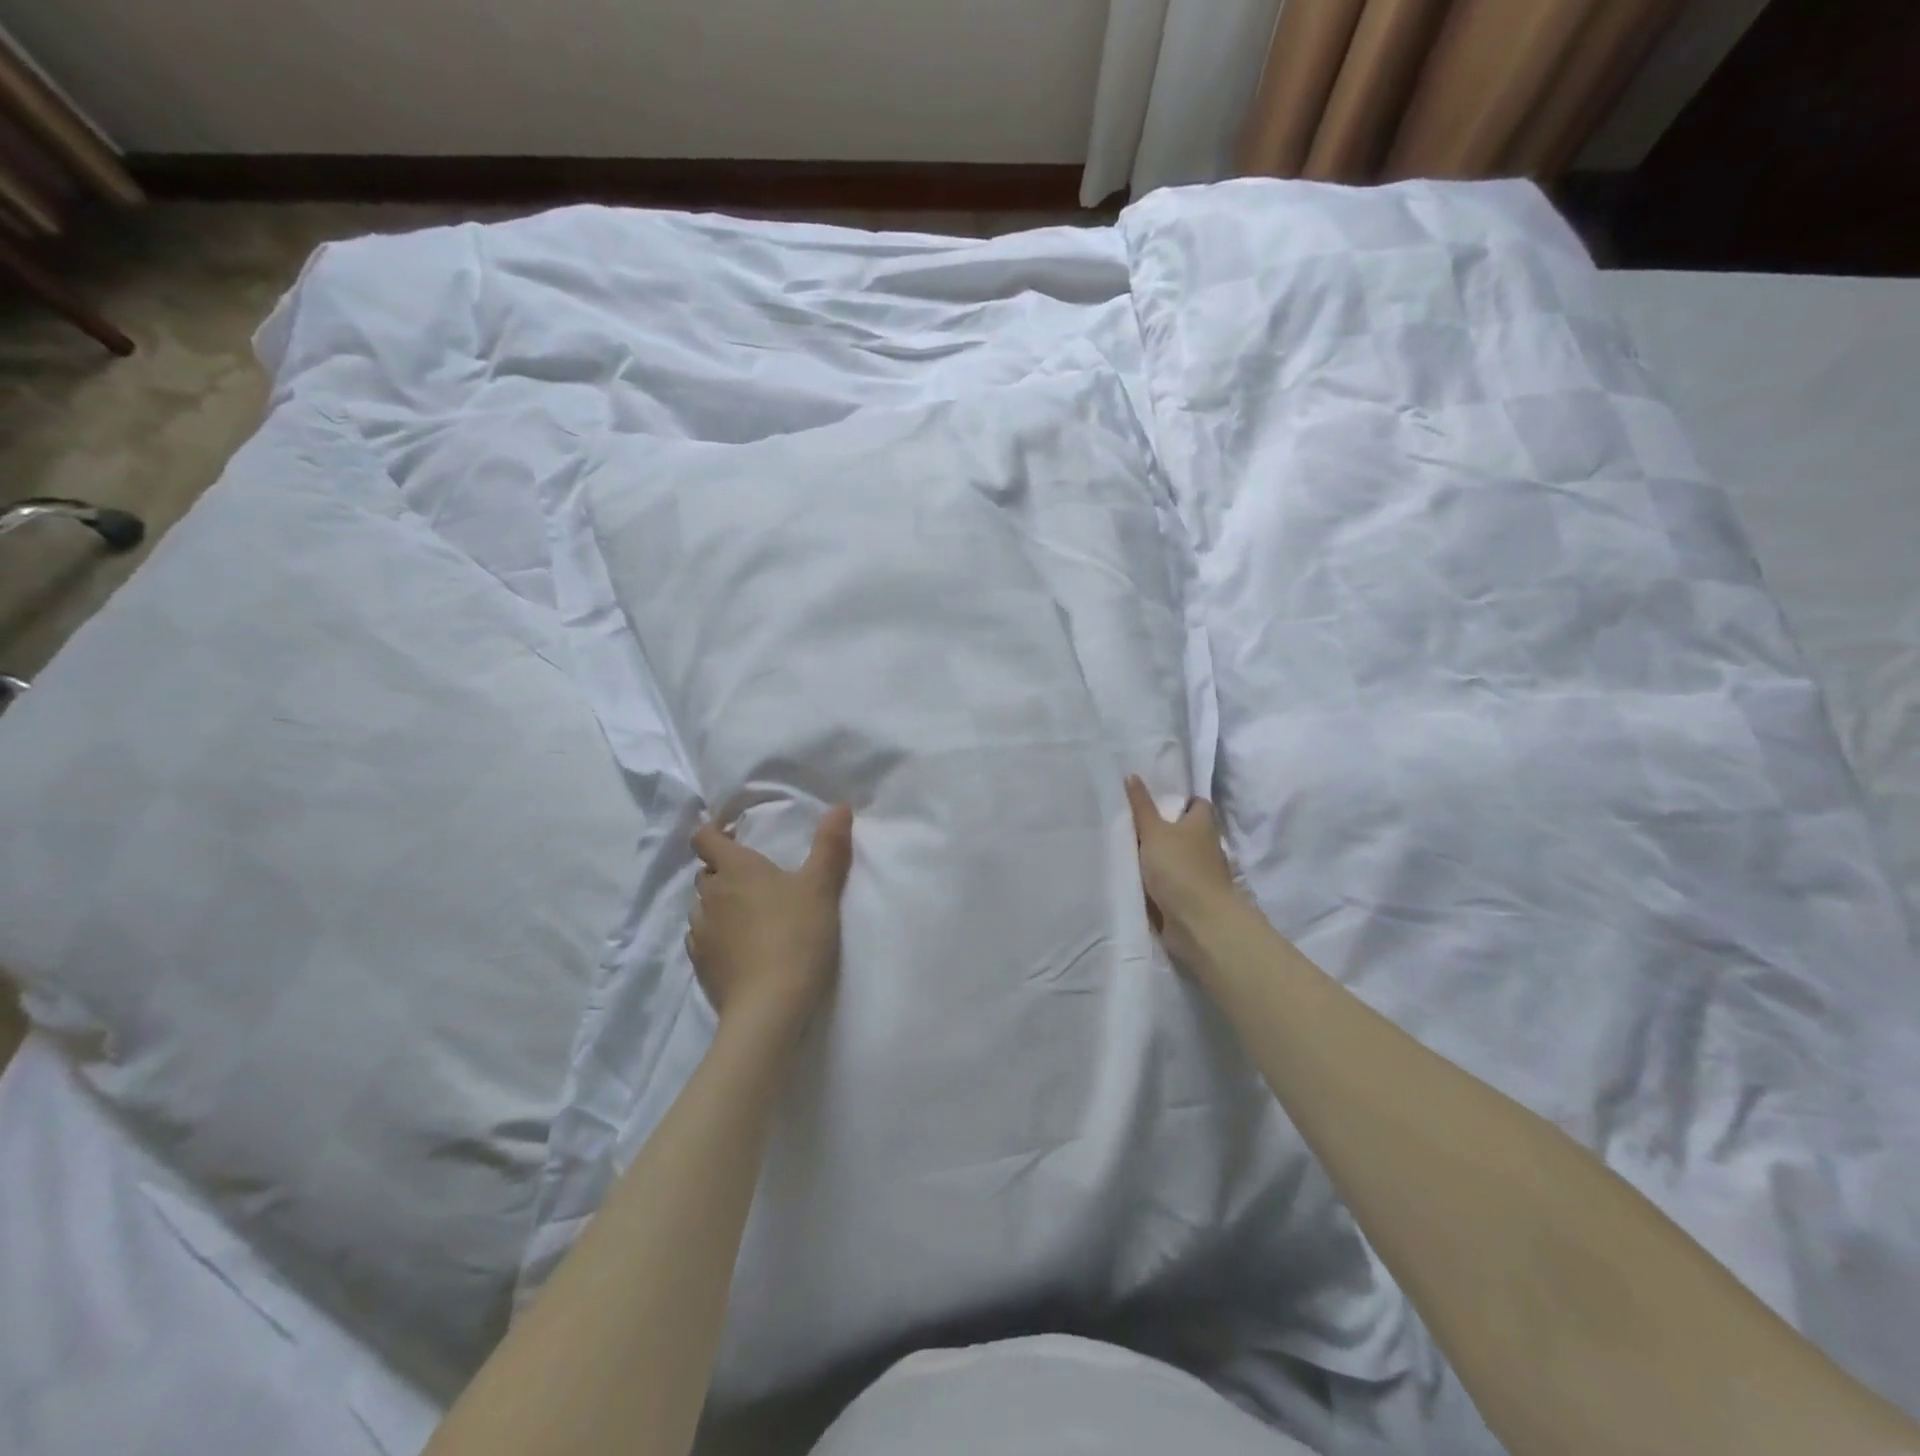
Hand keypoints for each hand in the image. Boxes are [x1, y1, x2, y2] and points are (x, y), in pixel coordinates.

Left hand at [688, 805, 854, 1032]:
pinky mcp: (701, 965)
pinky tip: (737, 944)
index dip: (712, 830)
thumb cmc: (797, 935)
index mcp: (735, 869)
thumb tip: (839, 806)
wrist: (770, 1006)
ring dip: (719, 902)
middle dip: (723, 868)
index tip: (730, 830)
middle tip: (753, 874)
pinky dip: (715, 933)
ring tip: (747, 912)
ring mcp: (701, 932)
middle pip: (705, 872)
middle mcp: (710, 895)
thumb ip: (830, 845)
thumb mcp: (822, 887)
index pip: (704, 838)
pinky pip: (701, 937)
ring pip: (702, 906)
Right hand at [1125, 775, 1241, 972]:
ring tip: (1131, 851)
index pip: (1197, 804)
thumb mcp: (1153, 832)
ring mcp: (1202, 874)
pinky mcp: (1193, 897)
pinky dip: (1162, 881)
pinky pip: (1174, 882)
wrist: (1198, 922)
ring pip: (1181, 858)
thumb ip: (1142, 806)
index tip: (1158, 799)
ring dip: (1163, 857)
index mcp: (1203, 825)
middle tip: (1136, 823)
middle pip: (1189, 831)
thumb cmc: (1178, 868)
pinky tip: (1139, 878)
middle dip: (1168, 829)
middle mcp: (1207, 847)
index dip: (1181, 800)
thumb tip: (1133, 775)